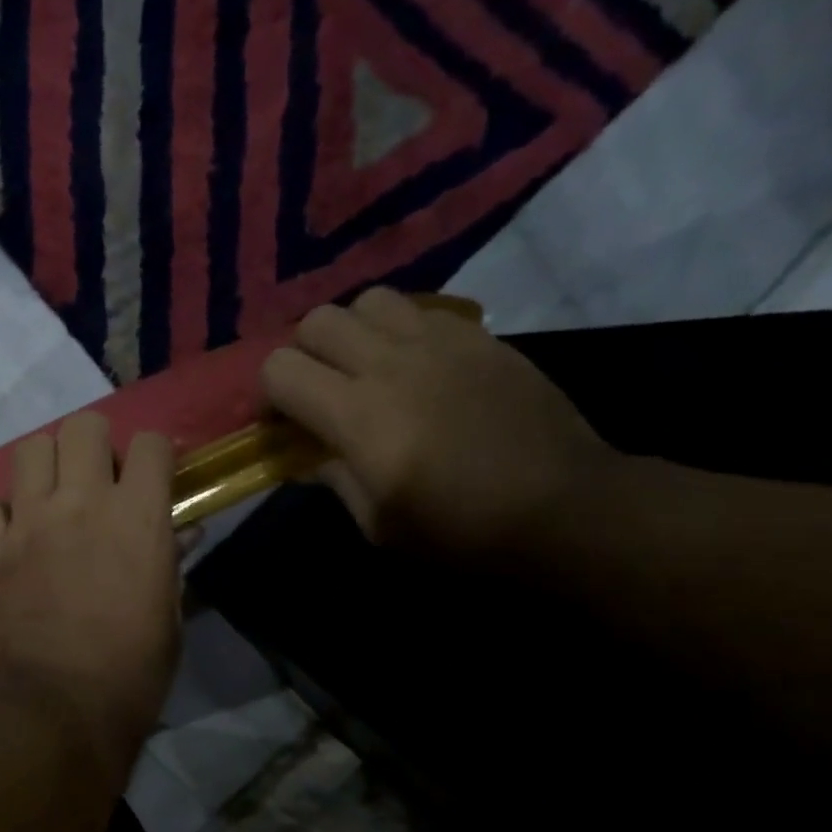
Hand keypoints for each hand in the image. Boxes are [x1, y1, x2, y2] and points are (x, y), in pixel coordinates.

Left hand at [0, 414, 179, 772]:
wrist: (58, 709)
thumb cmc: (132, 671)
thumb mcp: (169, 617)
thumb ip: (170, 562)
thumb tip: (179, 533)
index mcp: (137, 516)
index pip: (149, 443)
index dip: (154, 454)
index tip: (153, 476)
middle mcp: (80, 503)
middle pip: (81, 426)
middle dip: (95, 443)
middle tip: (99, 479)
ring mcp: (28, 524)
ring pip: (29, 450)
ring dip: (46, 465)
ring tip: (54, 497)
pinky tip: (12, 536)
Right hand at [261, 288, 613, 558]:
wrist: (561, 506)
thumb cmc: (459, 529)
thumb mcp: (377, 522)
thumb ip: (332, 477)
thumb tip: (302, 458)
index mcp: (357, 415)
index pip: (279, 369)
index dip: (269, 395)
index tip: (283, 423)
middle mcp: (390, 363)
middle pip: (316, 322)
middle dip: (303, 355)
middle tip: (320, 391)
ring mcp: (438, 340)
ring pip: (367, 302)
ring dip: (352, 332)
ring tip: (365, 368)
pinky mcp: (477, 335)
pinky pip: (418, 309)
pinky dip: (399, 330)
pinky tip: (415, 366)